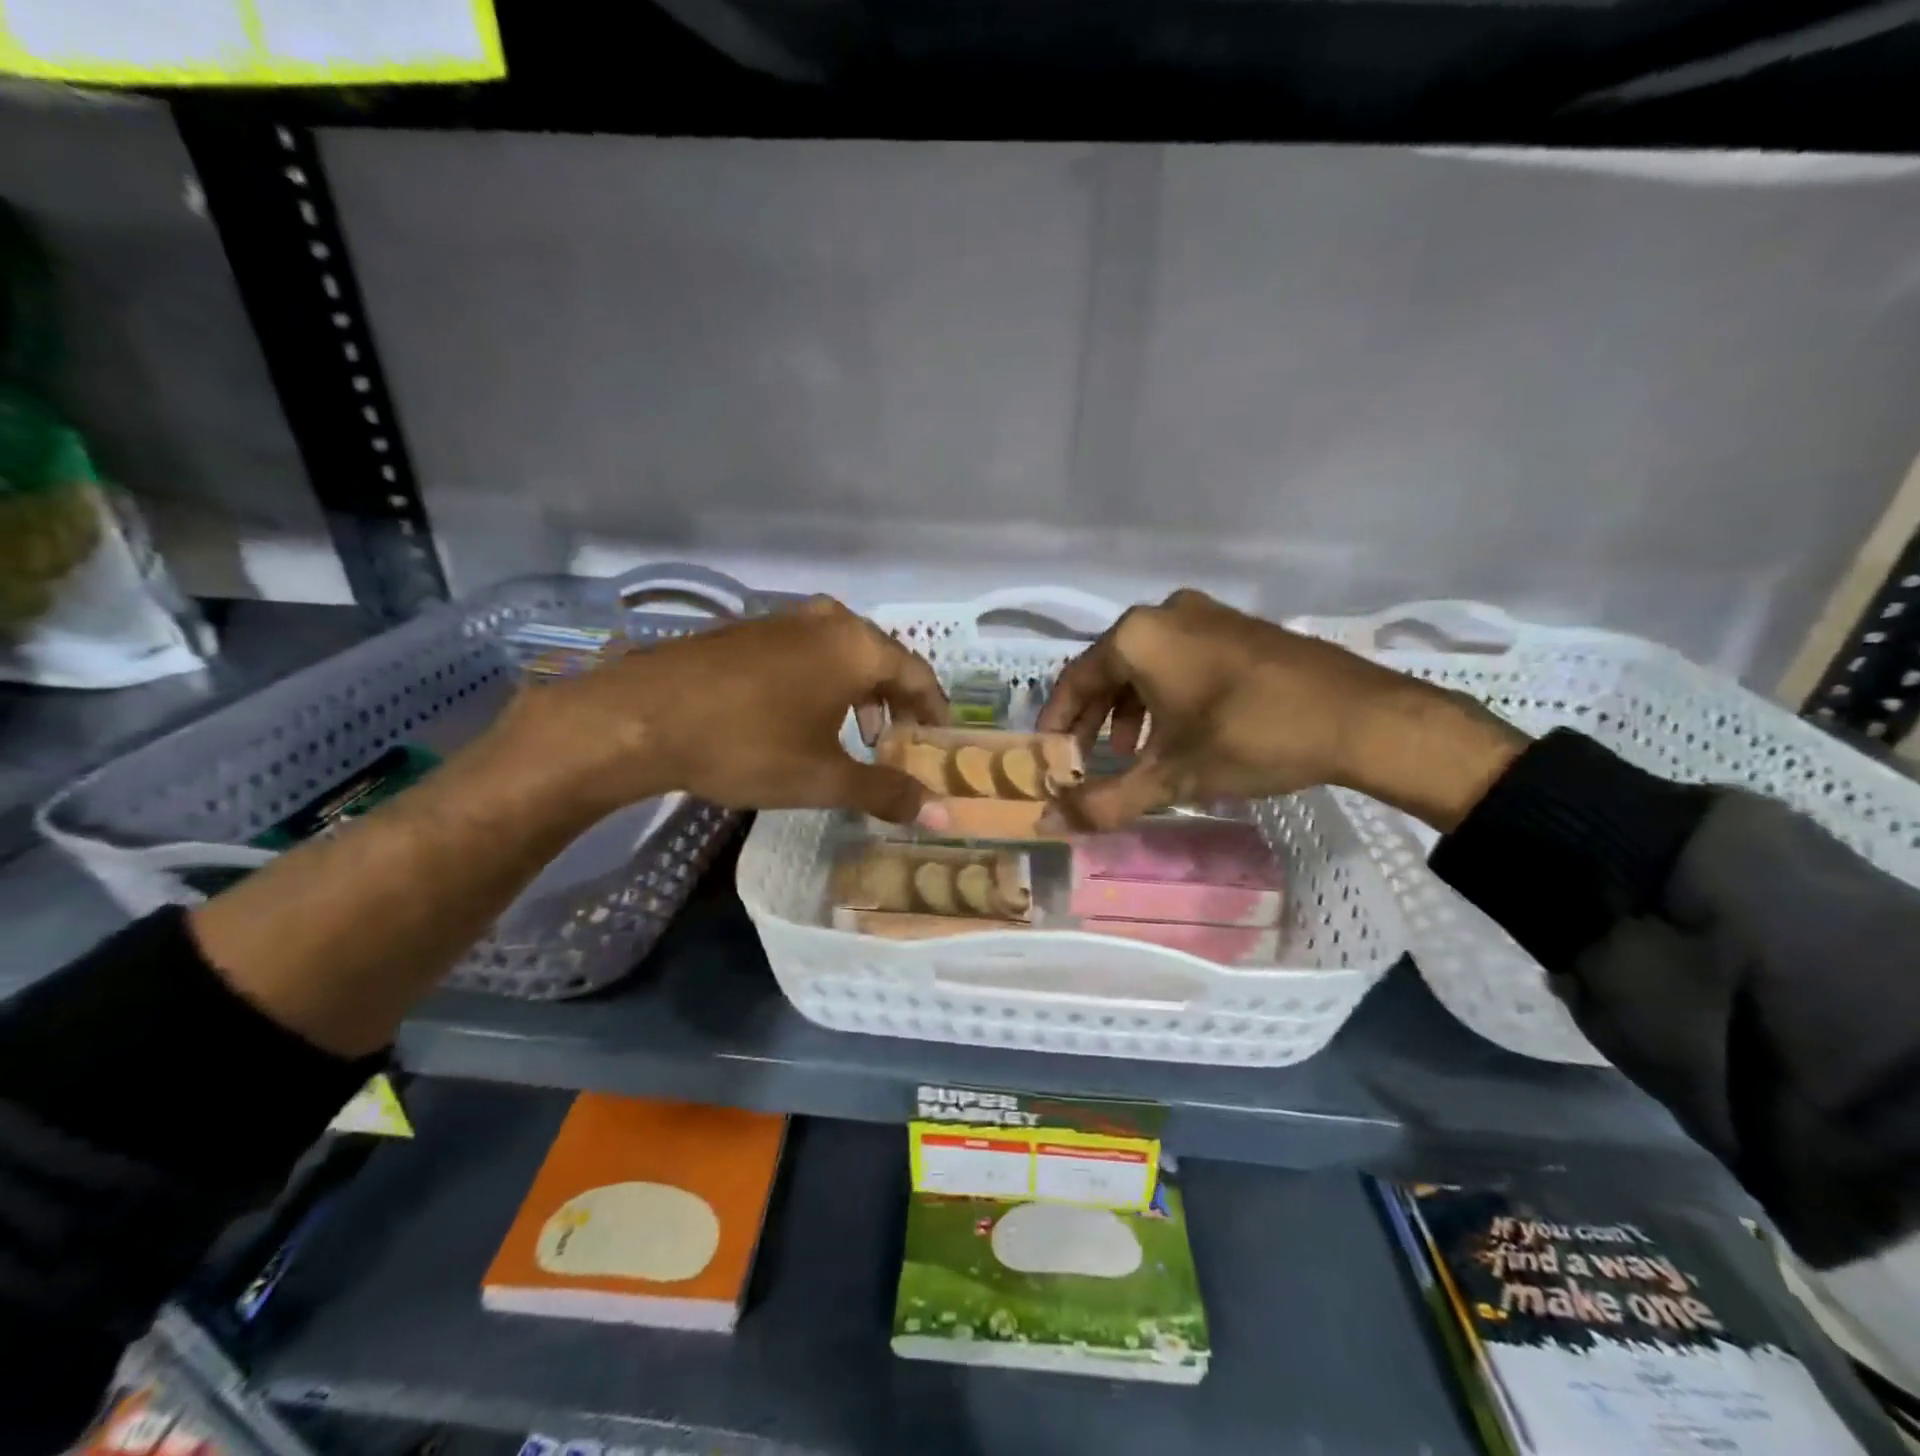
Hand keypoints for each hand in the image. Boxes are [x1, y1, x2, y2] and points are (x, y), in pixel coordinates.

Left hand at [501, 597, 949, 823]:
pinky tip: (802, 716)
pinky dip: (824, 681)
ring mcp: (786, 620)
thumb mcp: (823, 777)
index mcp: (857, 647)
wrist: (642, 716)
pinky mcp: (751, 629)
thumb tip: (942, 814)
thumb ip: (887, 791)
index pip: (919, 675)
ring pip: (844, 654)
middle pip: (883, 660)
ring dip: (859, 693)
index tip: (938, 742)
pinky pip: (809, 652)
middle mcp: (829, 621)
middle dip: (895, 703)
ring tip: (853, 734)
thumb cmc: (747, 745)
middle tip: (896, 743)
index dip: (934, 712)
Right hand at [1037, 589, 1525, 831]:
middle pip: (1109, 669)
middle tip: (1090, 760)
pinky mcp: (1238, 627)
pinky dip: (1165, 693)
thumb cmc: (1251, 737)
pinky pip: (1181, 658)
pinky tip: (1181, 729)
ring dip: (1130, 709)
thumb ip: (1105, 801)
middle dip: (1094, 719)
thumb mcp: (1172, 775)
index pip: (1075, 680)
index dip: (1057, 723)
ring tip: (1137, 752)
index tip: (1050, 758)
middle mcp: (1165, 613)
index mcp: (1138, 637)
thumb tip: (1050, 824)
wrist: (1361, 717)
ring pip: (1146, 664)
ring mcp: (1206, 614)